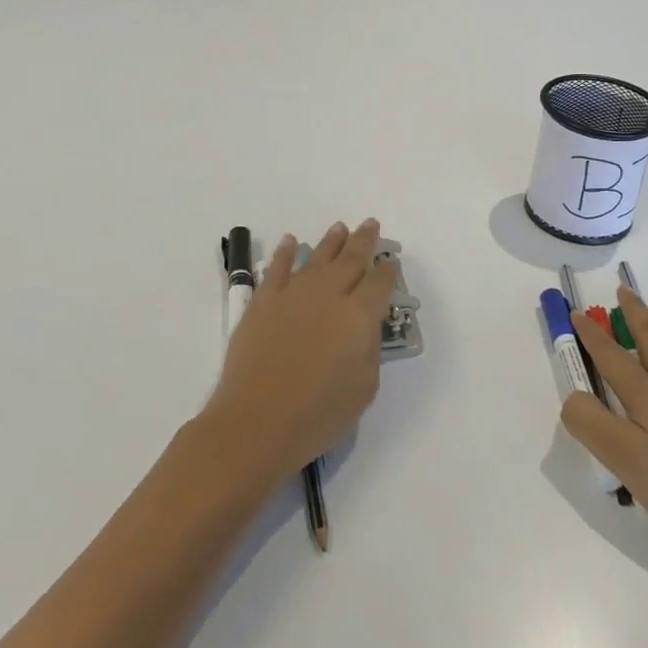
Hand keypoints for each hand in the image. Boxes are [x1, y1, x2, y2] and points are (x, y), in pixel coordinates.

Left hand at [203, 219, 396, 480]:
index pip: (379, 284)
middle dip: (364, 241)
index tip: (391, 261)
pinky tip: (290, 241)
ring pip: (316, 258)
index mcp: (359, 316)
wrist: (255, 423)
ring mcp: (292, 295)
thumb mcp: (363, 388)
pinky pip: (276, 268)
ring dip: (331, 241)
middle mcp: (328, 295)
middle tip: (370, 224)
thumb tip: (364, 328)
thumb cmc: (317, 415)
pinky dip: (284, 253)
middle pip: (351, 260)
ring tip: (340, 227)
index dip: (388, 271)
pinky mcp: (262, 302)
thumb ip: (369, 350)